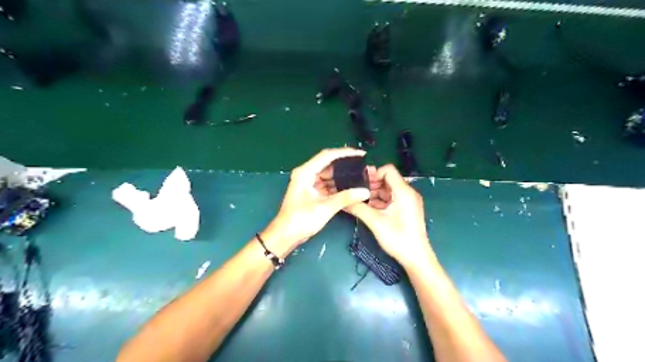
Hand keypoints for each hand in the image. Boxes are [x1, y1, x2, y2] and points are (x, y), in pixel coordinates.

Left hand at [263, 149, 372, 255]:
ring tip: (360, 176)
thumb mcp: (325, 208)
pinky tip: (350, 187)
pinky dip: (338, 186)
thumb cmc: (300, 220)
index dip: (345, 153)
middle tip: (363, 166)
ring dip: (342, 176)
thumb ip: (346, 197)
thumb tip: (365, 191)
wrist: (285, 236)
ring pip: (329, 175)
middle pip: (328, 164)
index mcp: (305, 172)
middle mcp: (306, 174)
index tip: (361, 153)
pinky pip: (327, 184)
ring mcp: (308, 183)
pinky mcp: (311, 191)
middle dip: (345, 165)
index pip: (327, 156)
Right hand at [343, 165, 432, 266]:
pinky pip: (392, 198)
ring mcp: (408, 201)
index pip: (388, 170)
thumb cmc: (398, 238)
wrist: (416, 257)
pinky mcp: (407, 209)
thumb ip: (358, 208)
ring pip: (389, 189)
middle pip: (388, 179)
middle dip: (372, 184)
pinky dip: (381, 201)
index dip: (373, 174)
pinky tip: (369, 208)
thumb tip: (342, 201)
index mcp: (404, 191)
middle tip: (357, 192)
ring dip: (375, 193)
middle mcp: (408, 192)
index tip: (360, 183)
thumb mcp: (375, 222)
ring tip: (361, 201)